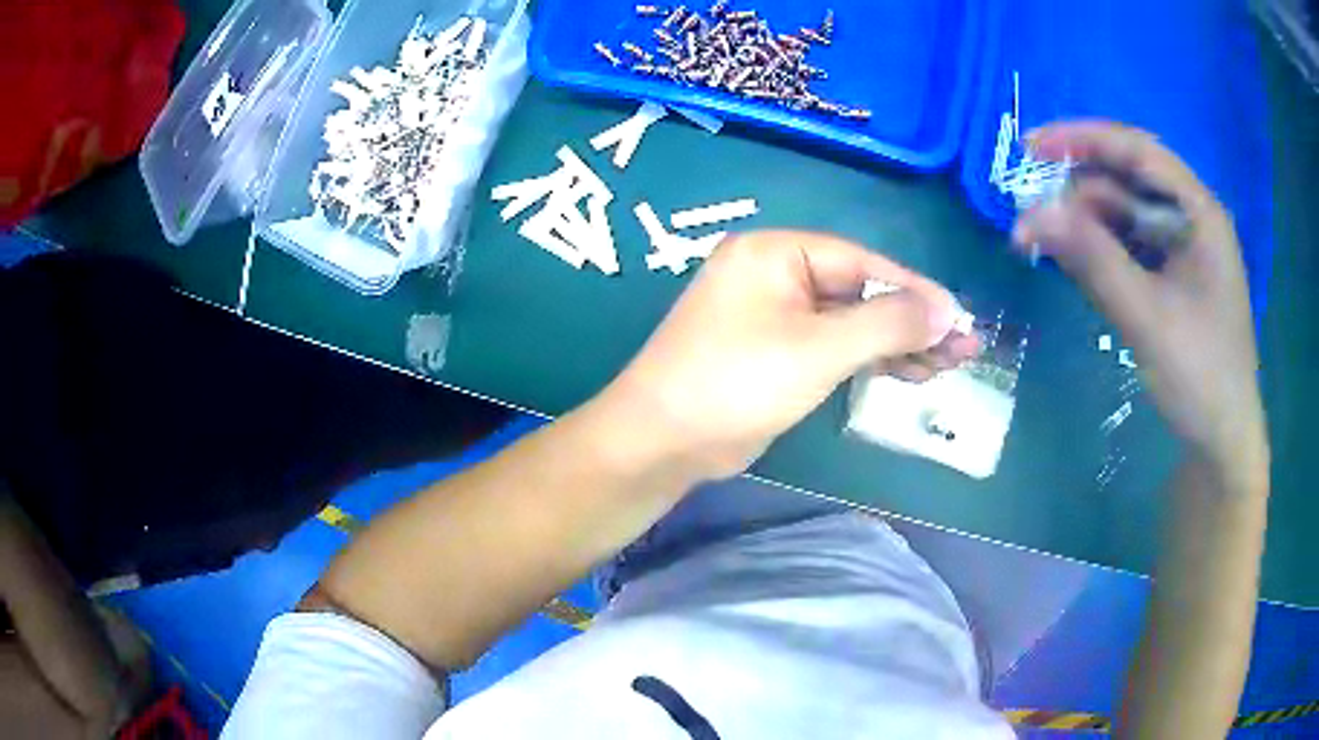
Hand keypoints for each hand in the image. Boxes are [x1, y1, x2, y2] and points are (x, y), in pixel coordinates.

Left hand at [601, 231, 976, 480]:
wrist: (663, 442)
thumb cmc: (737, 382)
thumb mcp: (819, 348)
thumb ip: (887, 324)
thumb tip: (947, 310)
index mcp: (775, 252)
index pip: (862, 262)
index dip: (916, 291)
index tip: (960, 318)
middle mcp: (775, 274)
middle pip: (860, 291)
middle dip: (912, 321)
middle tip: (963, 349)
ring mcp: (774, 315)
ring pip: (850, 322)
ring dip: (897, 343)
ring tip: (947, 366)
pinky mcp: (776, 353)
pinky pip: (833, 346)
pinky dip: (869, 360)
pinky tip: (909, 373)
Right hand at [1013, 121, 1266, 478]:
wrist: (1222, 444)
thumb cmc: (1200, 378)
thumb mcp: (1147, 317)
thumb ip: (1093, 260)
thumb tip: (1031, 213)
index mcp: (1199, 212)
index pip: (1138, 152)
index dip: (1083, 139)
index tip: (1030, 146)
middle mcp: (1191, 219)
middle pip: (1129, 182)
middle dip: (1078, 191)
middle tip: (1031, 213)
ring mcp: (1183, 250)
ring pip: (1126, 216)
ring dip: (1084, 224)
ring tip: (1041, 242)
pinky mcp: (1173, 279)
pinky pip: (1130, 248)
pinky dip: (1100, 250)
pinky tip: (1073, 261)